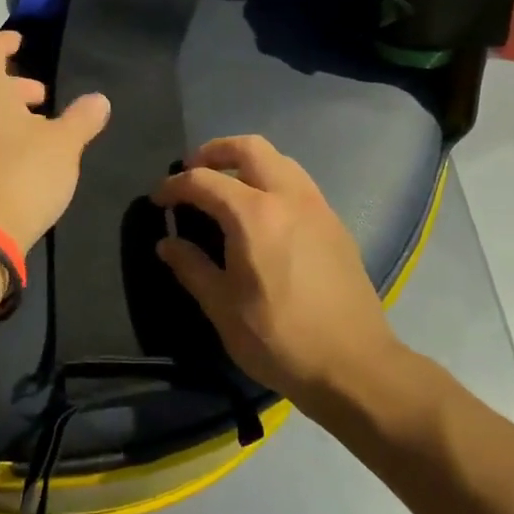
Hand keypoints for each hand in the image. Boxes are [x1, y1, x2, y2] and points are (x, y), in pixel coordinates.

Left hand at [0, 31, 110, 248]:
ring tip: (35, 126)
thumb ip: (82, 117)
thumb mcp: (64, 144)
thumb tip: (99, 99)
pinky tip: (15, 154)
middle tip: (40, 96)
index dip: (7, 42)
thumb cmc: (23, 173)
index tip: (22, 41)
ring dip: (2, 111)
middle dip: (11, 83)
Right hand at [152, 135, 393, 406]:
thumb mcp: (223, 308)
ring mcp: (317, 207)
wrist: (355, 366)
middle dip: (214, 151)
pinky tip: (263, 215)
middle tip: (193, 172)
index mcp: (254, 215)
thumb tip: (167, 243)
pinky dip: (272, 180)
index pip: (203, 181)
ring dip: (247, 162)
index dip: (174, 186)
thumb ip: (192, 267)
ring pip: (279, 159)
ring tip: (227, 188)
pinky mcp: (335, 224)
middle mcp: (288, 197)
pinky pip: (298, 183)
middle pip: (248, 147)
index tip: (158, 200)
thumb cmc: (279, 339)